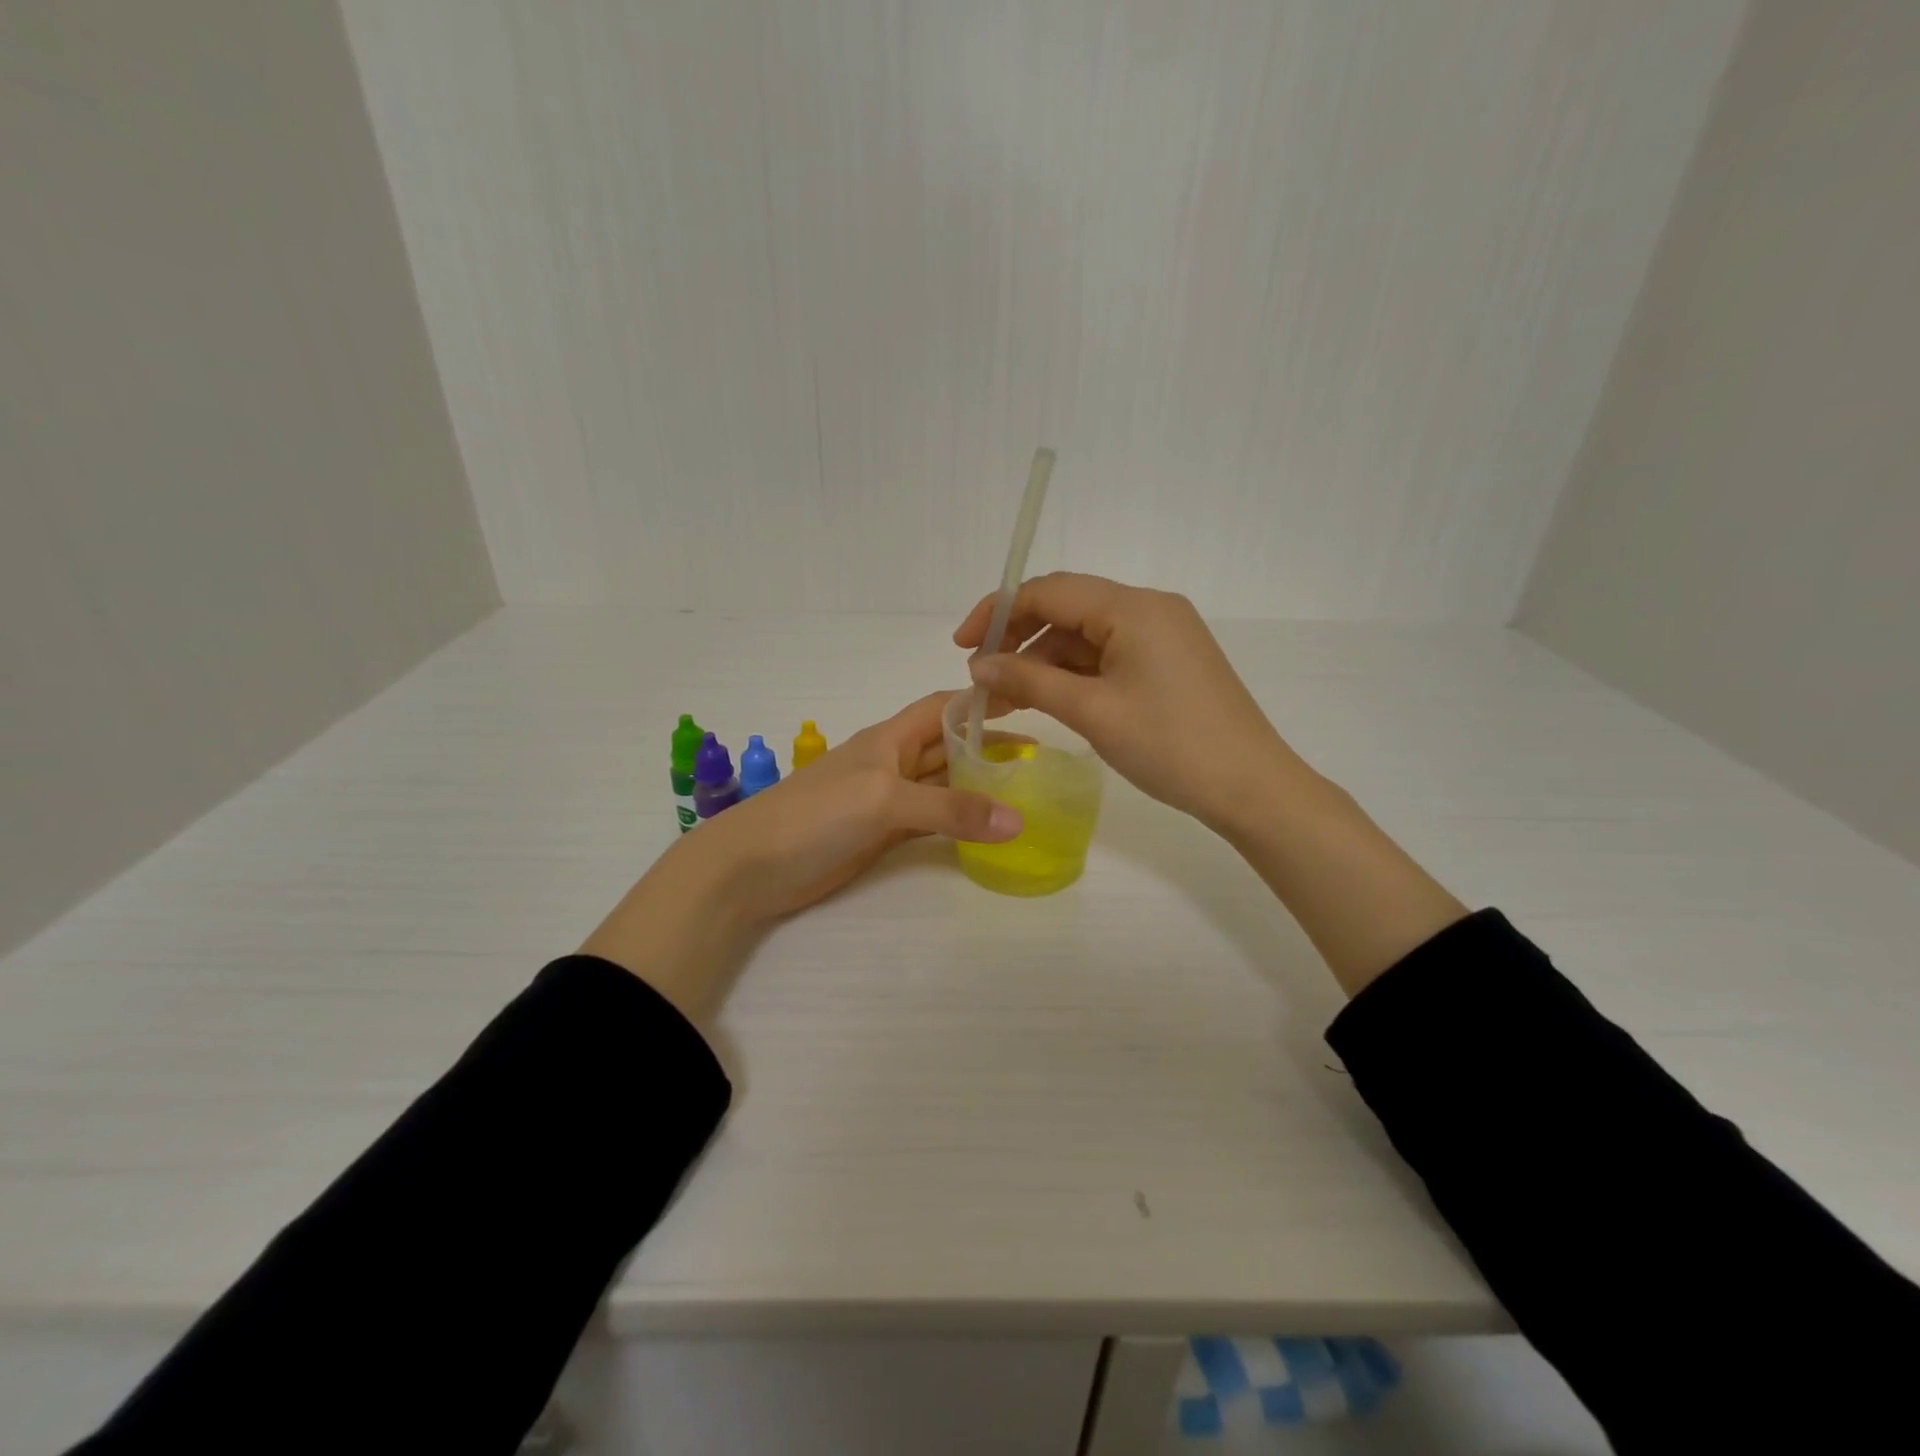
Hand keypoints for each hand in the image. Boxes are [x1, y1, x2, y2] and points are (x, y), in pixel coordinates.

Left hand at [582, 693, 1019, 1019]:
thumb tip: (1018, 821)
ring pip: (941, 785)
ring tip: (1023, 792)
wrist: (752, 866)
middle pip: (947, 746)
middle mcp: (891, 763)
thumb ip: (951, 809)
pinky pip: (930, 821)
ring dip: (976, 786)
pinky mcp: (881, 835)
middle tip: (1039, 758)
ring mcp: (886, 801)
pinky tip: (985, 829)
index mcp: (889, 738)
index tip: (1026, 701)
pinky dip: (957, 823)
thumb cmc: (816, 815)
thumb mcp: (886, 801)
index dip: (980, 703)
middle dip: (988, 747)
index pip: (943, 708)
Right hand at [954, 572, 1302, 833]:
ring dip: (1043, 661)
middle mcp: (1149, 608)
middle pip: (1067, 608)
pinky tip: (1048, 699)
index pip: (1050, 590)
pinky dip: (1074, 674)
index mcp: (1133, 607)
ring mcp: (1162, 635)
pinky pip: (1108, 655)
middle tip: (982, 678)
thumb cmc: (1170, 746)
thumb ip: (1030, 680)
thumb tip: (978, 664)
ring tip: (1006, 698)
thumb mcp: (1092, 711)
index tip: (961, 646)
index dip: (998, 612)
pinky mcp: (1168, 661)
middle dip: (1018, 639)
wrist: (1251, 788)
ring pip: (1086, 635)